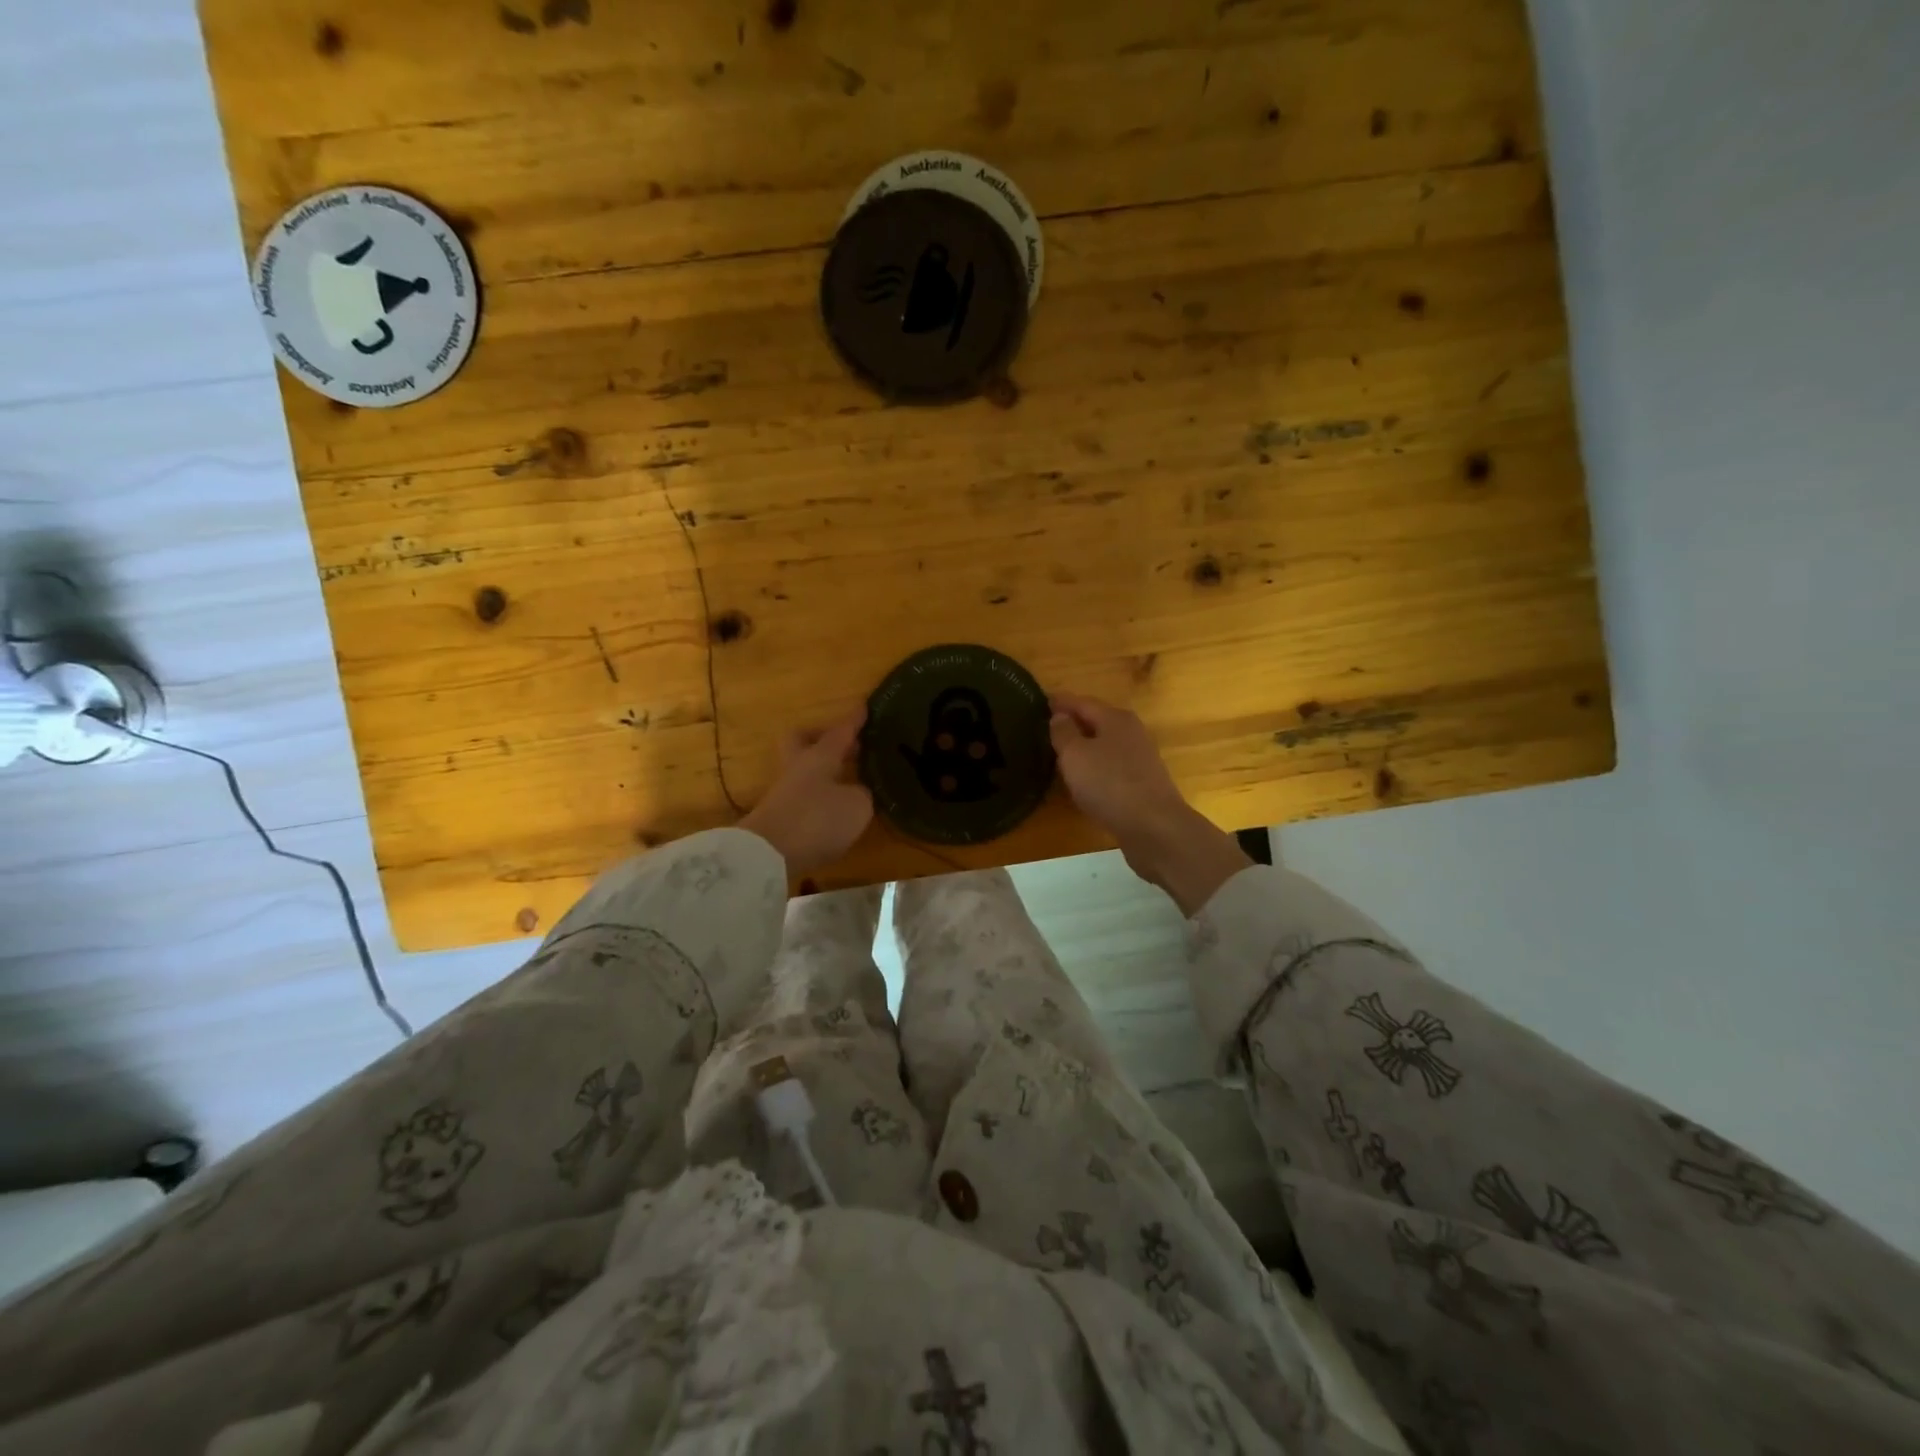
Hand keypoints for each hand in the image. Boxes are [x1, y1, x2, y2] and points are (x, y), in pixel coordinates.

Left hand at [739, 707, 873, 875]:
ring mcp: (785, 792)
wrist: (767, 855)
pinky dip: (820, 796)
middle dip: (823, 739)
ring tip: (849, 781)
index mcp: (819, 755)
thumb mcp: (856, 806)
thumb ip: (863, 793)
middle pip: (804, 741)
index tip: (865, 706)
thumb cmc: (817, 820)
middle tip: (847, 746)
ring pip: (804, 770)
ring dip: (825, 772)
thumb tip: (859, 790)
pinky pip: (803, 795)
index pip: (840, 731)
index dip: (854, 720)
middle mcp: (799, 767)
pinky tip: (835, 808)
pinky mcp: (779, 816)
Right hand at [1049, 692, 1251, 915]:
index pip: (1082, 702)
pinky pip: (1111, 767)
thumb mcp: (1075, 755)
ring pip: (1104, 745)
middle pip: (1097, 721)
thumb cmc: (1109, 784)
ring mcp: (1140, 759)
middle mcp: (1131, 733)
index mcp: (1115, 719)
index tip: (1041, 700)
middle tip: (1046, 727)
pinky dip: (1094, 767)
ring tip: (1060, 753)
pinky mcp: (1142, 784)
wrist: (1154, 827)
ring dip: (1084, 746)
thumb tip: (1059, 717)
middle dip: (1073, 723)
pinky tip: (1083, 780)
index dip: (1060, 702)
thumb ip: (1063, 733)